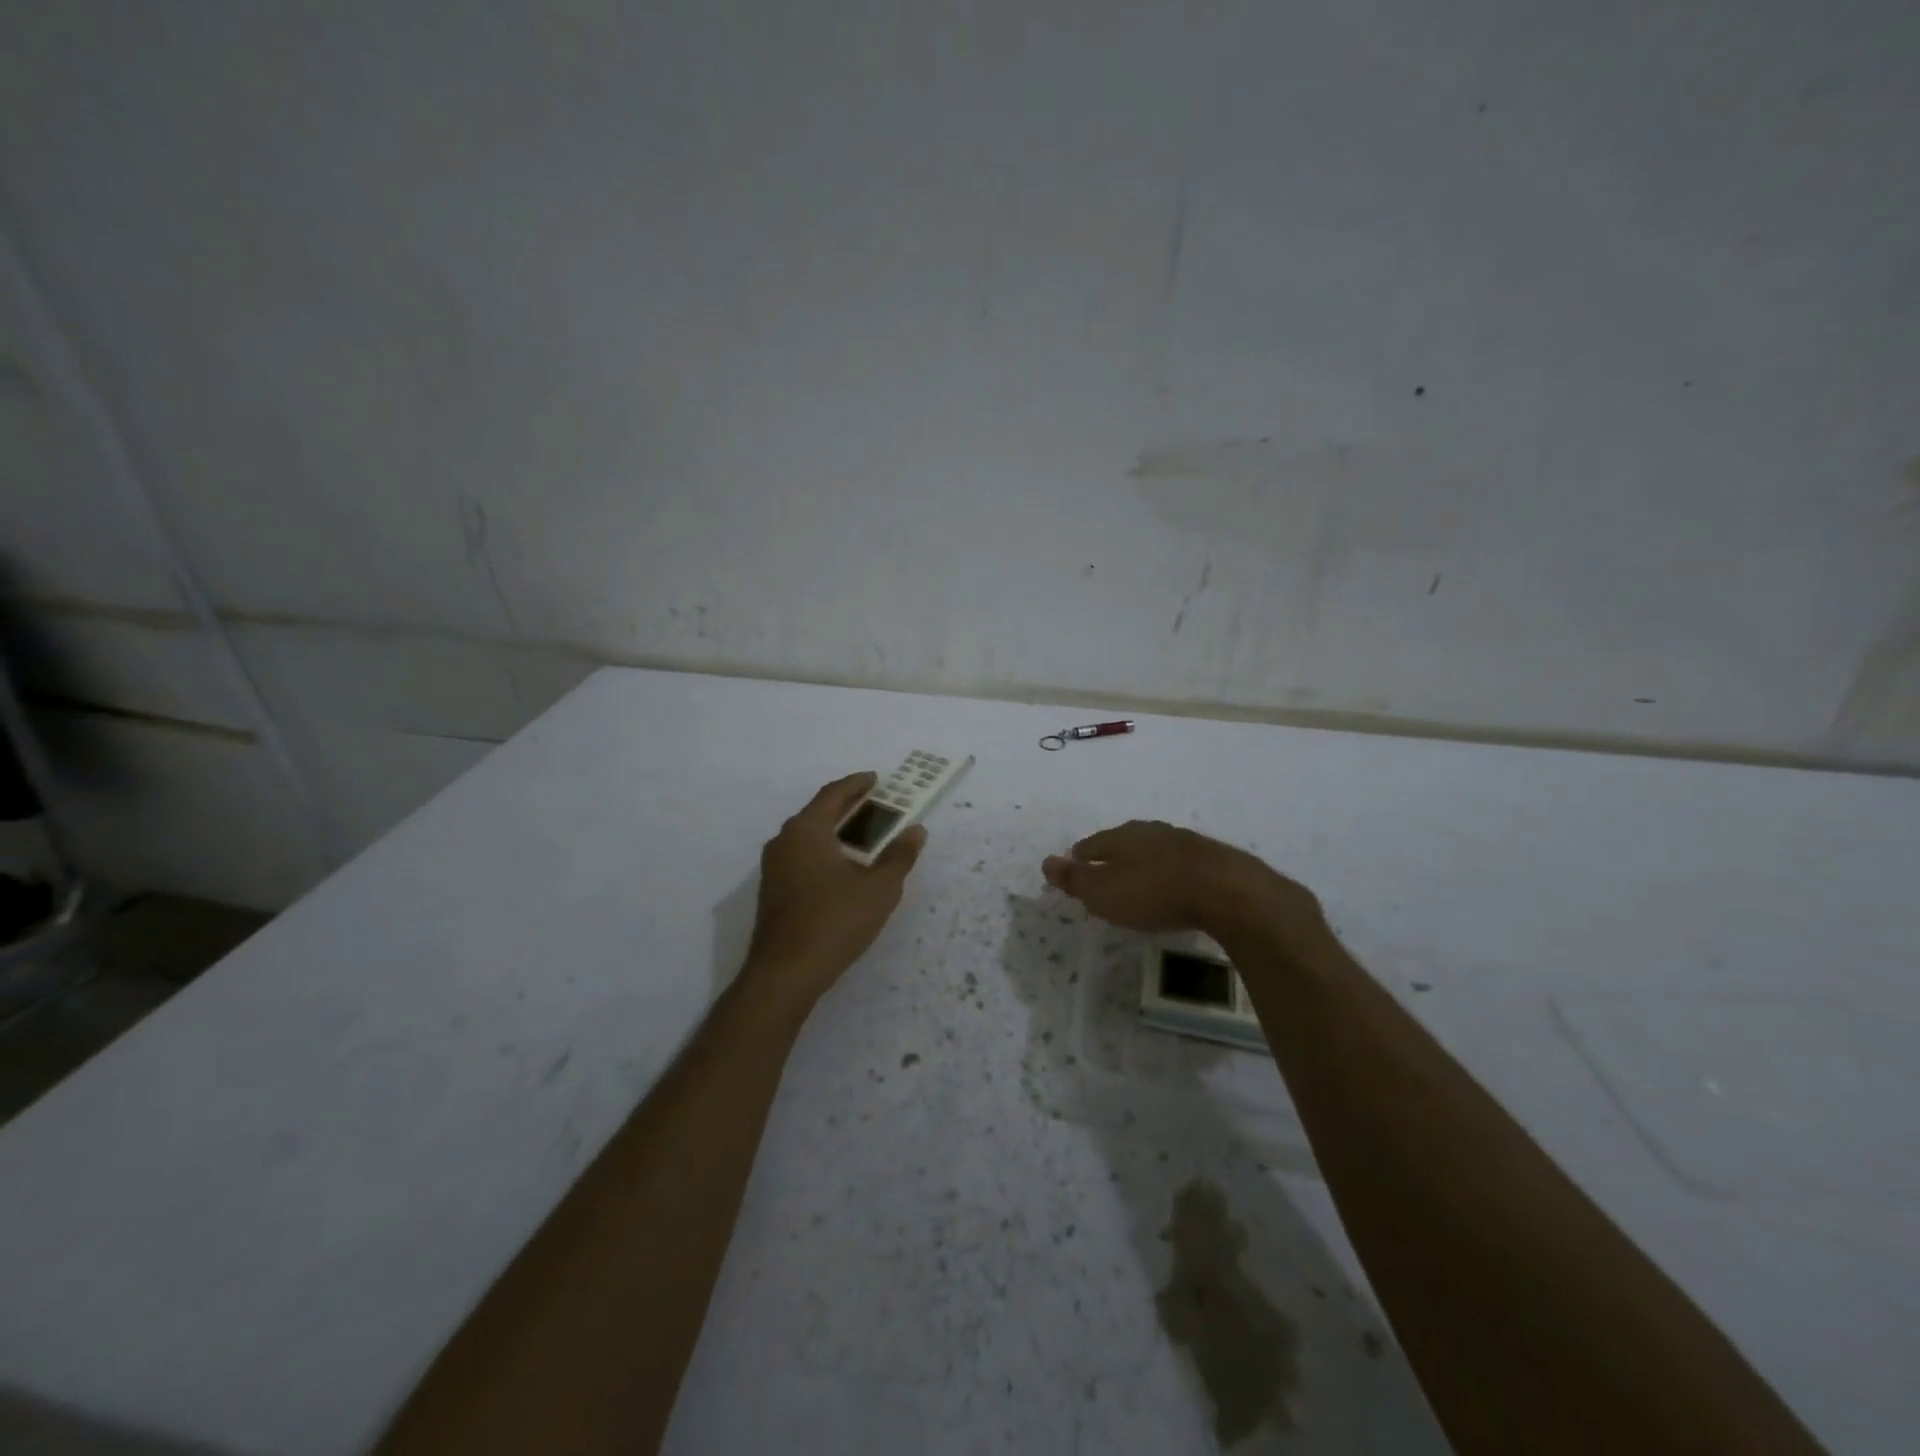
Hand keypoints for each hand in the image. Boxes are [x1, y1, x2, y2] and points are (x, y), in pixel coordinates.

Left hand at [744, 772, 926, 1008]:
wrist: (785, 973)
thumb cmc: (835, 922)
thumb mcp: (879, 889)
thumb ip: (899, 856)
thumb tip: (916, 830)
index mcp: (807, 830)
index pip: (833, 794)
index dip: (856, 784)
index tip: (875, 779)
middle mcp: (784, 840)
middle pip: (818, 812)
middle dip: (847, 806)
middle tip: (874, 804)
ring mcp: (774, 866)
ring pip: (807, 835)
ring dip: (834, 829)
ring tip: (862, 834)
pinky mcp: (772, 889)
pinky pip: (801, 855)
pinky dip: (823, 850)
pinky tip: (841, 866)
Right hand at [1042, 820, 1320, 939]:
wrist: (1224, 889)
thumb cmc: (1153, 892)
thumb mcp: (1103, 892)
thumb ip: (1074, 879)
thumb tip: (1045, 861)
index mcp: (1121, 837)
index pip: (1093, 843)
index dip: (1081, 856)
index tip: (1075, 862)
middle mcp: (1149, 831)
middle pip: (1123, 840)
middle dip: (1112, 852)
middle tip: (1105, 867)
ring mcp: (1182, 840)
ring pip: (1153, 847)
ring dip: (1143, 858)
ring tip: (1138, 873)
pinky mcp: (1210, 856)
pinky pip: (1179, 860)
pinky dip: (1169, 868)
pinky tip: (1174, 880)